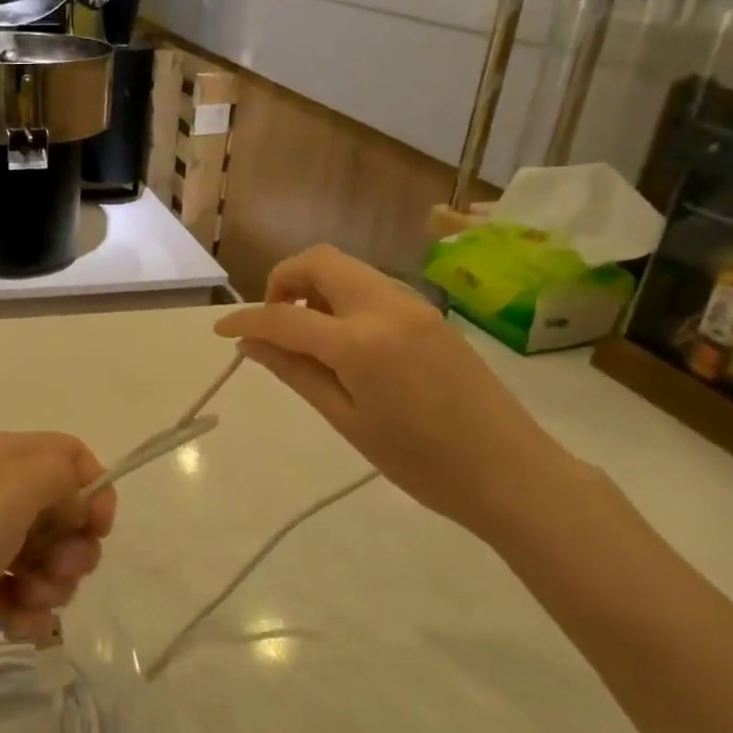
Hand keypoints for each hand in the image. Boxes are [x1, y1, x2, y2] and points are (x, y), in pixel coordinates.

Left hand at [0, 431, 113, 702]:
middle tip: (62, 575)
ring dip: (51, 584)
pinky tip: (17, 631)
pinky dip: (23, 611)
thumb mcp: (10, 489)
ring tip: (32, 607)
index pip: (67, 455)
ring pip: (36, 555)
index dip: (93, 489)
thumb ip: (60, 475)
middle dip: (73, 546)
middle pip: (56, 508)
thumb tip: (76, 495)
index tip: (97, 532)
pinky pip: (8, 593)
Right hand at [216, 245, 587, 545]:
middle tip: (272, 322)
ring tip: (304, 334)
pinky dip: (342, 296)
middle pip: (320, 260)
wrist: (511, 472)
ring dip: (314, 285)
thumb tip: (251, 344)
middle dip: (282, 279)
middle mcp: (386, 306)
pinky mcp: (430, 313)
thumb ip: (295, 372)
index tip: (220, 329)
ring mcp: (413, 305)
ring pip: (347, 267)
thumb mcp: (347, 420)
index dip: (247, 318)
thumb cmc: (421, 462)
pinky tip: (342, 339)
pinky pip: (372, 286)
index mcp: (360, 341)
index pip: (286, 315)